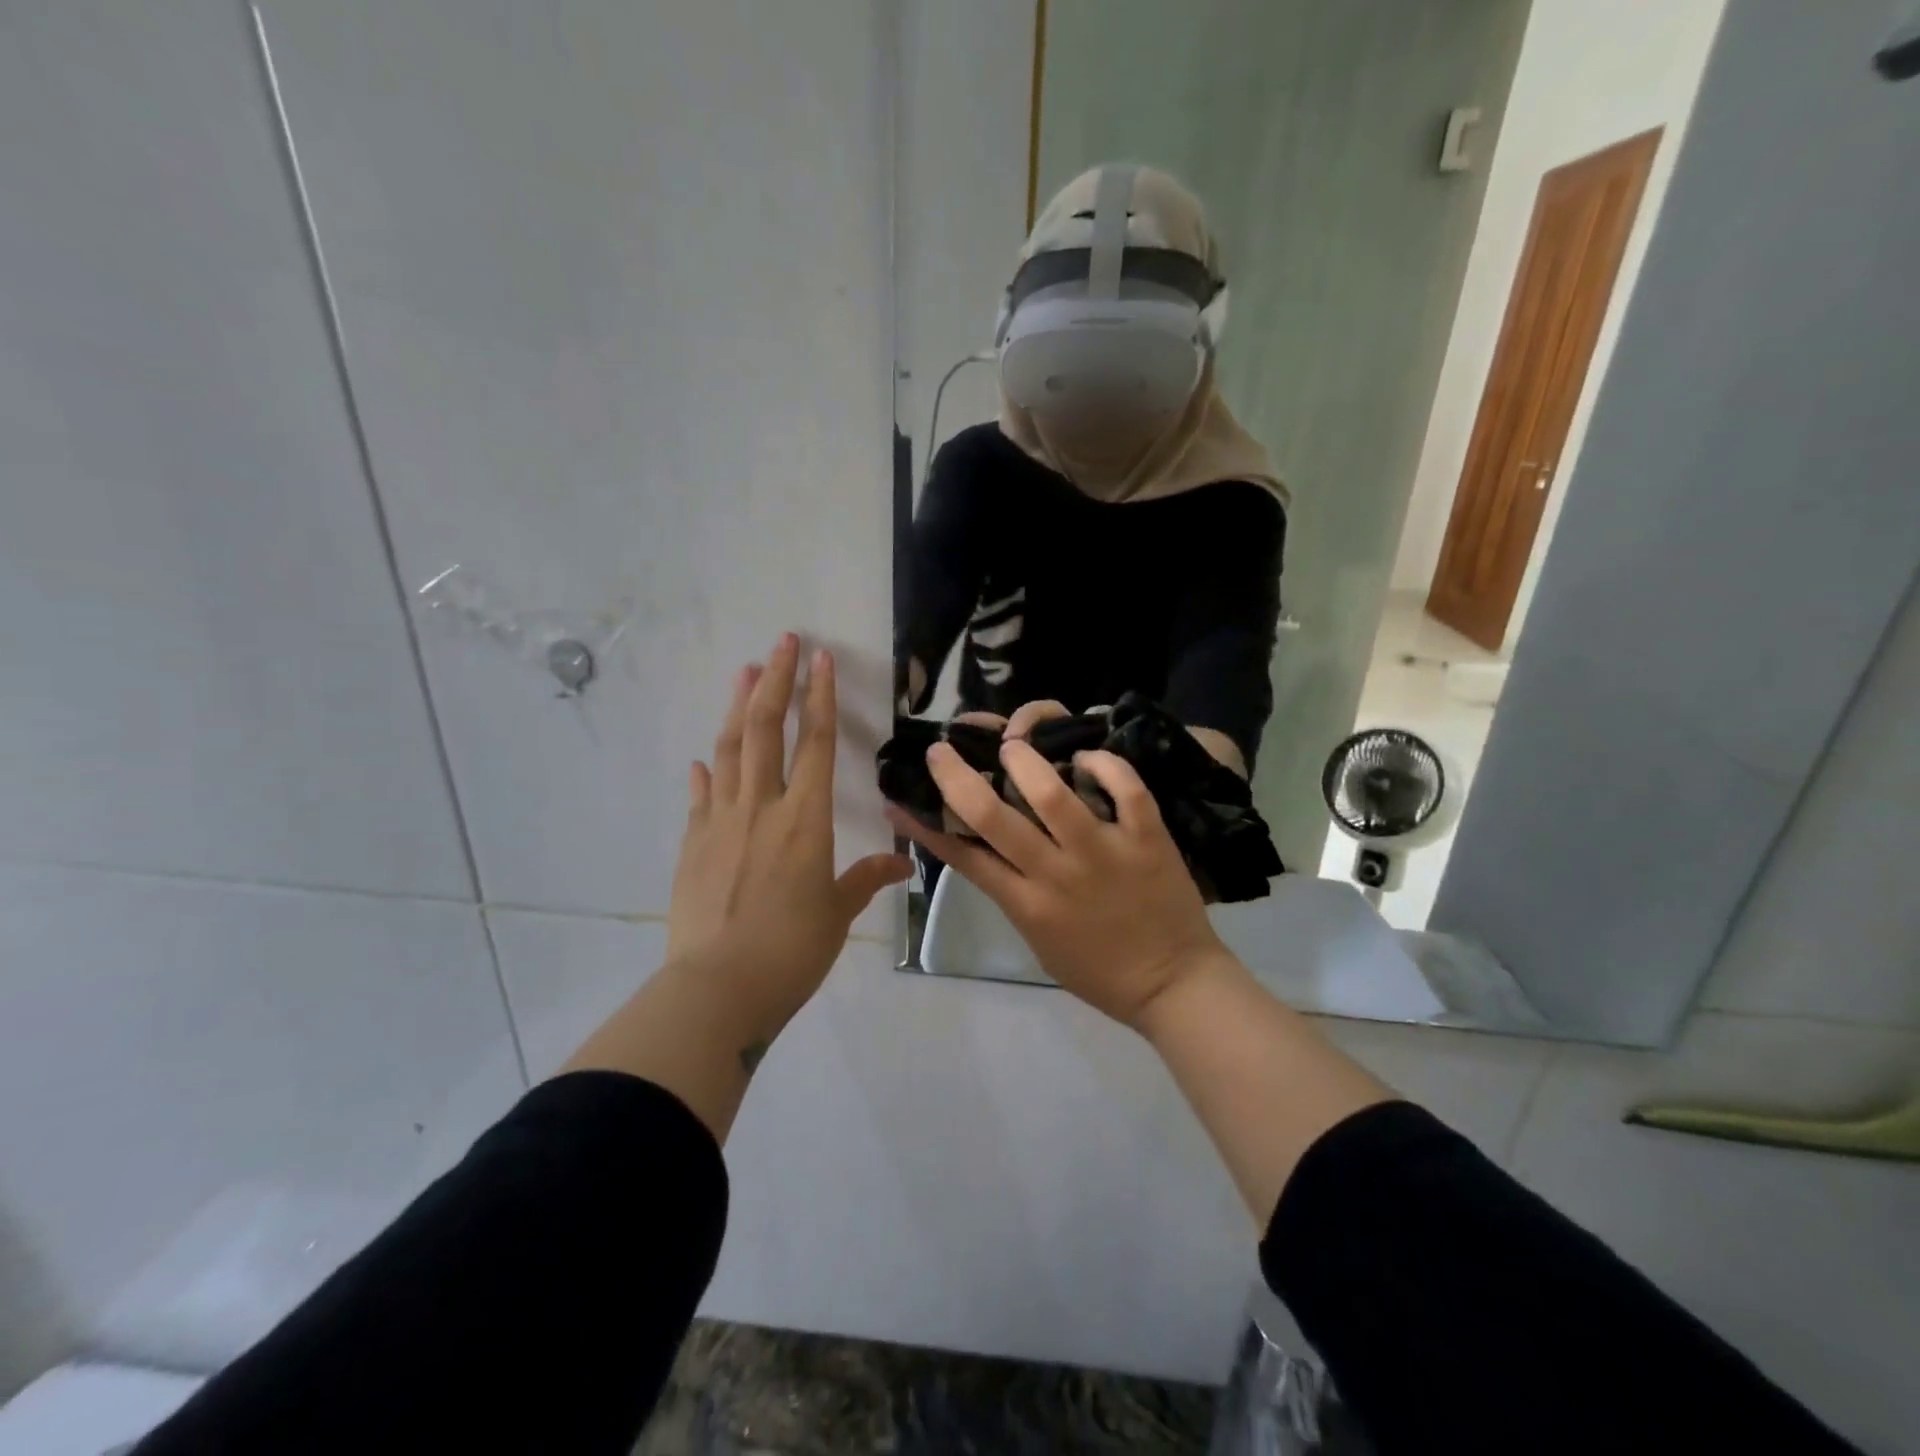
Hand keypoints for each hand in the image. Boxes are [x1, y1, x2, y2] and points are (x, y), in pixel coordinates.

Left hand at [668, 633, 910, 1041]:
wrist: (717, 988)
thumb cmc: (791, 950)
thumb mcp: (837, 913)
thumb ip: (866, 878)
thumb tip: (903, 864)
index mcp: (805, 819)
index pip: (814, 742)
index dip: (819, 696)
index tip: (821, 658)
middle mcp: (761, 807)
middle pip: (764, 729)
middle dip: (776, 680)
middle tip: (782, 641)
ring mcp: (719, 821)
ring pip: (728, 749)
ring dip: (737, 707)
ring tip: (744, 672)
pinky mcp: (692, 843)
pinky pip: (700, 795)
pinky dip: (705, 771)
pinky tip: (703, 758)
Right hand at [887, 738, 1226, 1028]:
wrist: (1174, 984)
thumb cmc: (1100, 971)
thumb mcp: (1038, 939)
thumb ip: (1011, 895)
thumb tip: (980, 853)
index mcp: (1027, 905)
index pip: (964, 857)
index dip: (926, 825)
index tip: (901, 797)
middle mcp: (1057, 874)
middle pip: (993, 818)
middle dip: (958, 777)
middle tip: (942, 750)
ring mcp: (1104, 853)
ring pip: (1052, 794)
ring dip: (1024, 761)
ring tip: (1012, 744)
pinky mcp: (1147, 839)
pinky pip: (1125, 789)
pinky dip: (1104, 765)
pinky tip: (1085, 757)